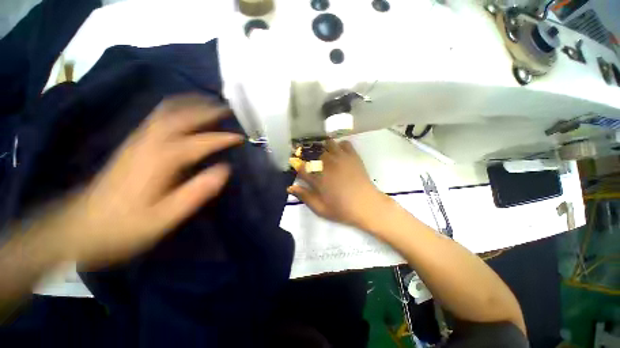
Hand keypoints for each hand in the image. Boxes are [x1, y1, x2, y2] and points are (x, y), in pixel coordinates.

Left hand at [33, 95, 242, 267]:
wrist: (81, 226)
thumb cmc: (125, 226)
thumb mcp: (165, 217)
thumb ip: (197, 192)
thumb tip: (224, 170)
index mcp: (162, 160)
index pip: (200, 142)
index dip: (222, 138)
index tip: (240, 137)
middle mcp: (150, 142)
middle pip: (182, 116)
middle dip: (207, 110)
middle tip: (227, 109)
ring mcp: (139, 140)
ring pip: (167, 111)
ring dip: (191, 104)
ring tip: (209, 102)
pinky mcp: (133, 143)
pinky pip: (158, 116)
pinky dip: (175, 108)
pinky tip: (183, 111)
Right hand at [288, 140, 389, 228]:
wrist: (367, 205)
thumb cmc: (342, 209)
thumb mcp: (320, 209)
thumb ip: (305, 196)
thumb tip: (290, 187)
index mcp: (318, 178)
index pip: (302, 167)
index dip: (297, 165)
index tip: (296, 164)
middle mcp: (328, 165)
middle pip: (314, 152)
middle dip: (310, 155)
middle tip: (311, 160)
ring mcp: (341, 158)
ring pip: (328, 144)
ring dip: (324, 148)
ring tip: (325, 154)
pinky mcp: (353, 156)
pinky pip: (345, 143)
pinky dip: (340, 145)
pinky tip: (339, 152)